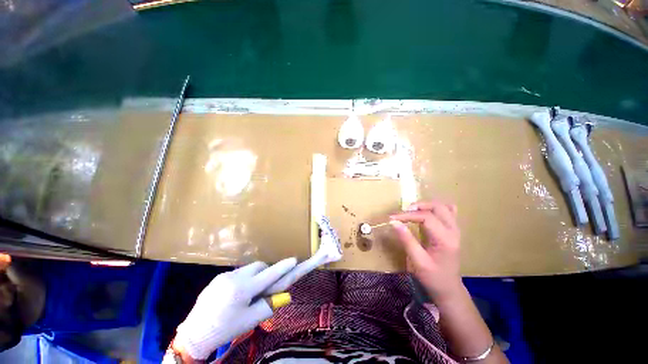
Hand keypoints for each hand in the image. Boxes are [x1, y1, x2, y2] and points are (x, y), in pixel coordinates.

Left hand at [174, 258, 296, 359]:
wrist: (194, 334)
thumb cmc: (225, 329)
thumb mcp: (250, 321)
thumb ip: (268, 305)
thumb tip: (283, 295)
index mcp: (243, 290)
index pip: (269, 274)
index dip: (283, 267)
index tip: (294, 260)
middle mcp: (234, 277)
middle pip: (259, 266)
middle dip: (267, 272)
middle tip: (267, 285)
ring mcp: (224, 275)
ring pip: (249, 268)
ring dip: (255, 275)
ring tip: (250, 291)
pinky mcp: (218, 277)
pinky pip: (238, 272)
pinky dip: (244, 278)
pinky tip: (237, 293)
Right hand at [390, 200, 462, 302]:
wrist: (449, 289)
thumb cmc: (433, 278)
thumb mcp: (418, 261)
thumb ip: (406, 240)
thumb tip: (393, 222)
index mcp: (445, 239)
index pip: (426, 217)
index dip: (407, 215)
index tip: (391, 218)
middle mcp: (453, 231)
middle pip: (437, 207)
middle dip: (418, 206)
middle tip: (403, 213)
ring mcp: (455, 230)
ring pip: (443, 207)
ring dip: (426, 206)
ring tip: (411, 211)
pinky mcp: (453, 231)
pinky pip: (448, 212)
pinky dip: (436, 209)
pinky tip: (427, 212)